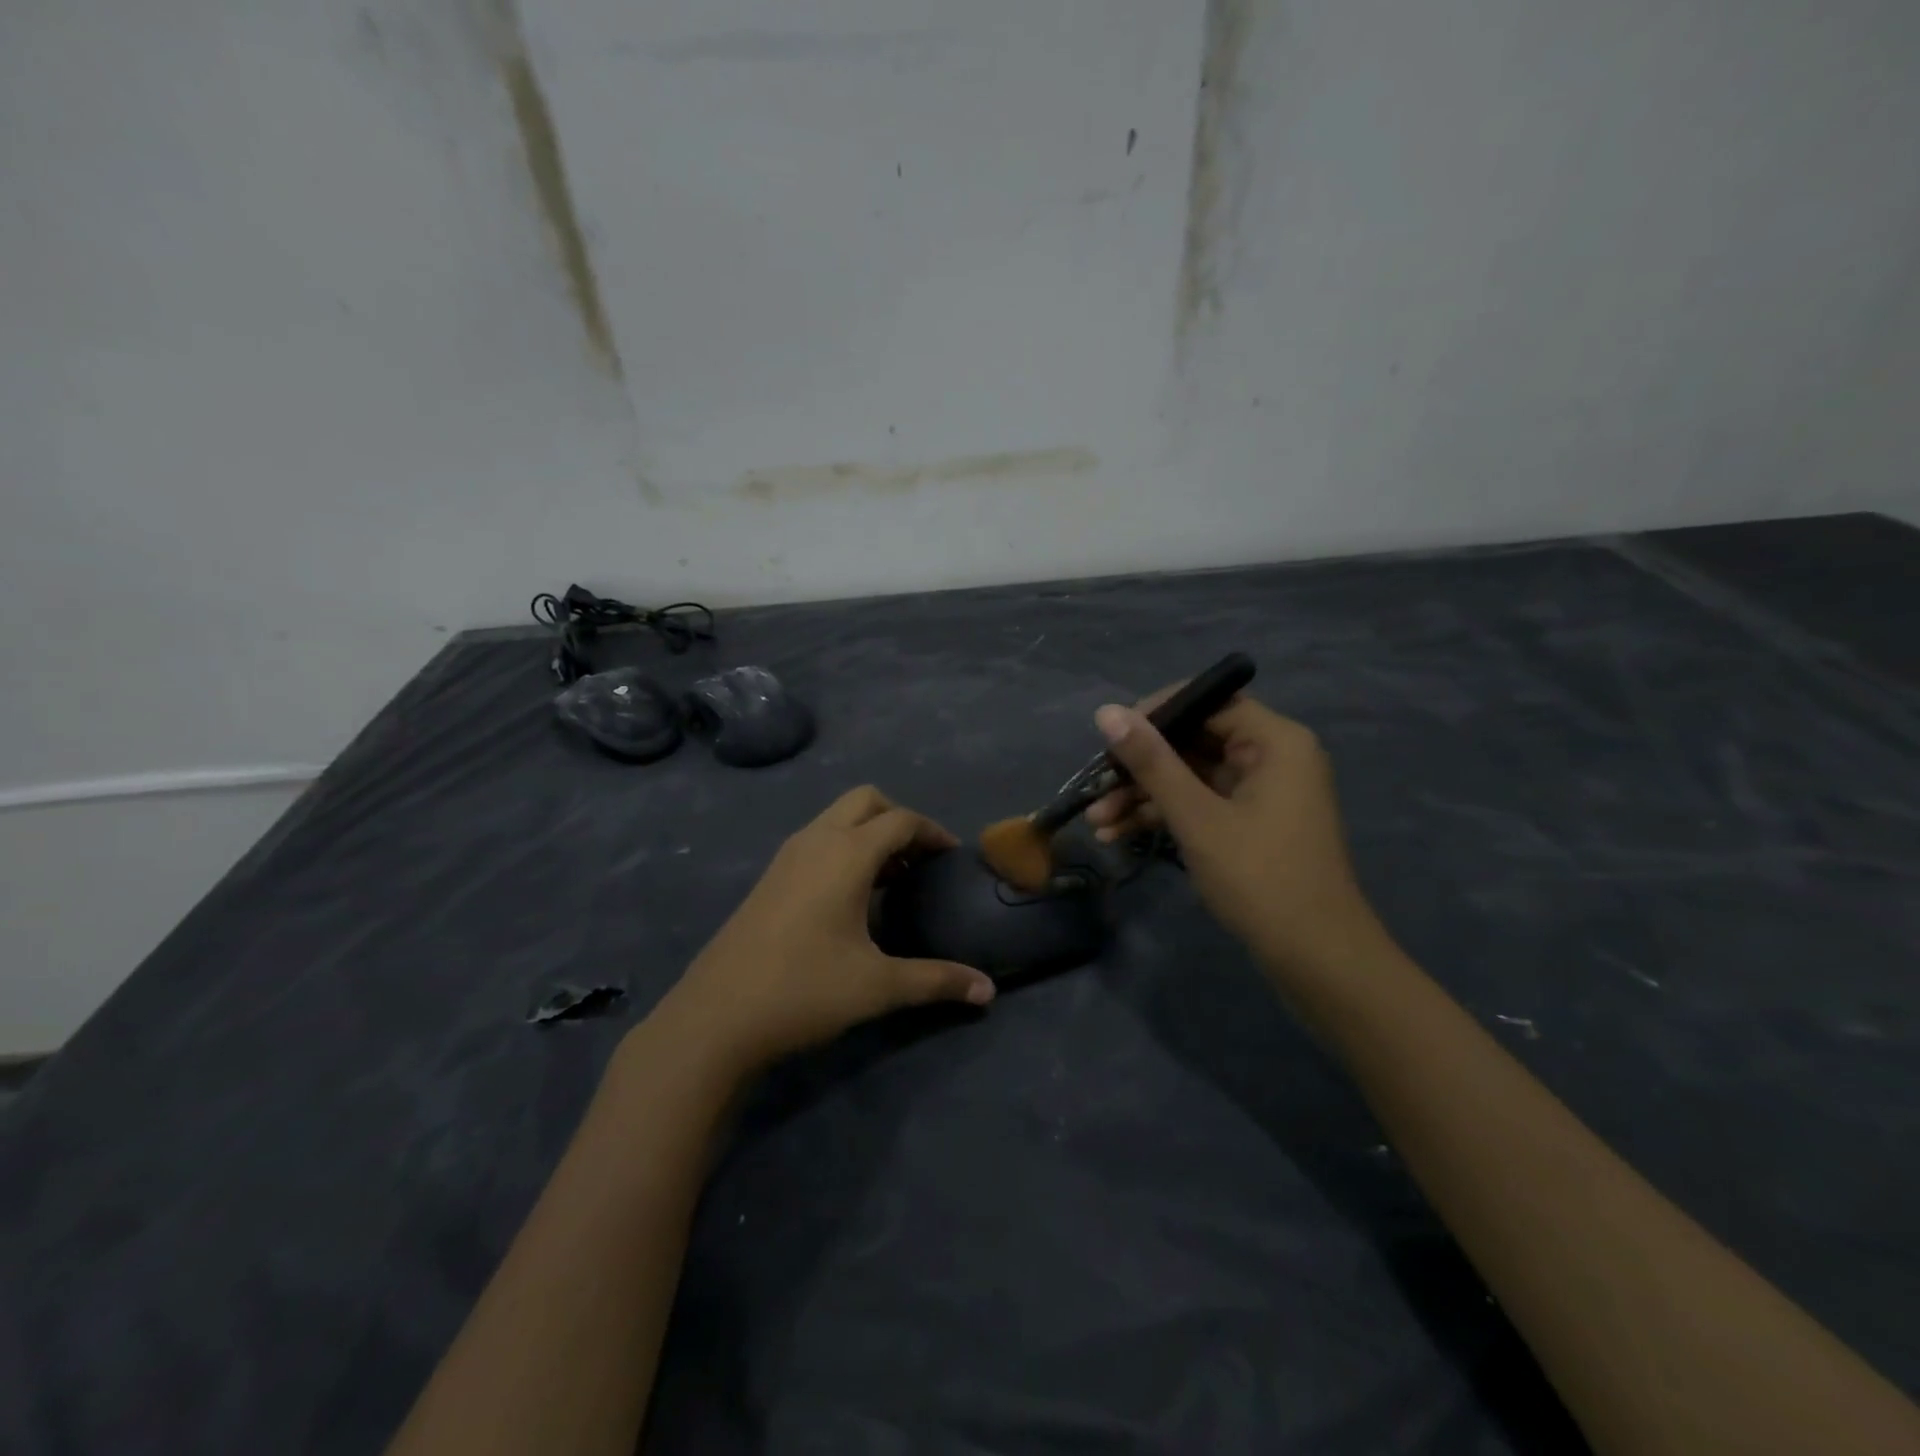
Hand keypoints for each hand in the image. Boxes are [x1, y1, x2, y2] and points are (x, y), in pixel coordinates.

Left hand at [651, 787, 995, 1075]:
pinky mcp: (769, 876)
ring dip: (868, 833)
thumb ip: (937, 981)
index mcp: (846, 854)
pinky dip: (843, 847)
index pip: (901, 820)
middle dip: (898, 819)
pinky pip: (817, 839)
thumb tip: (988, 991)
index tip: (952, 856)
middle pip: (866, 801)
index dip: (933, 832)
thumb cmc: (804, 990)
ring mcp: (787, 856)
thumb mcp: (878, 986)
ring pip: (836, 818)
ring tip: (891, 878)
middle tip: (919, 859)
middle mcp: (816, 840)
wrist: (715, 1017)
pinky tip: (850, 896)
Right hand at [1085, 693, 1388, 980]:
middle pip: (1194, 740)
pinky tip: (1118, 835)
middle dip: (1140, 767)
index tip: (1111, 738)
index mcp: (1274, 741)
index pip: (1207, 701)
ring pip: (1191, 776)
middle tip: (1096, 786)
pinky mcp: (1251, 823)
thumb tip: (1107, 712)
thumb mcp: (1196, 817)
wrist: (1316, 959)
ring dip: (1144, 796)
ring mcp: (1261, 792)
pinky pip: (1200, 803)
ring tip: (1097, 821)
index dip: (1155, 715)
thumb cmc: (1260, 878)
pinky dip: (1164, 815)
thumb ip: (1151, 762)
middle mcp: (1271, 756)